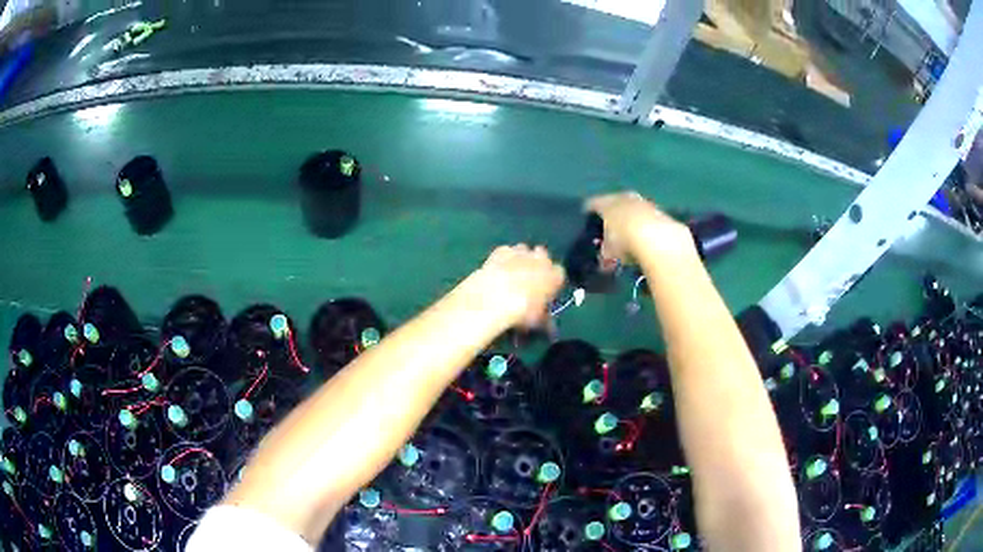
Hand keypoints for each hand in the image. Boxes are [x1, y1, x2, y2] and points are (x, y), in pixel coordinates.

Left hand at [460, 245, 565, 329]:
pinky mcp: (500, 251)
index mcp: (555, 275)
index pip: (560, 274)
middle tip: (528, 281)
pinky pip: (505, 251)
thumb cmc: (522, 312)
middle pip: (543, 256)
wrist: (494, 299)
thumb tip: (551, 329)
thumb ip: (546, 322)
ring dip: (520, 259)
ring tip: (511, 275)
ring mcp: (520, 252)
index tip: (545, 292)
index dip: (552, 282)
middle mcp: (541, 258)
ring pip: (524, 250)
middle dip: (537, 265)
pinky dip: (503, 259)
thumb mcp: (538, 322)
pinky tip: (497, 271)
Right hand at [585, 192, 694, 265]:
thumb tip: (603, 258)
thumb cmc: (625, 242)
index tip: (586, 224)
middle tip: (609, 232)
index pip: (592, 204)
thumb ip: (604, 252)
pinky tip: (646, 242)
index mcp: (606, 202)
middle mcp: (625, 197)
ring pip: (634, 211)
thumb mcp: (608, 252)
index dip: (588, 214)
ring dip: (631, 222)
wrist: (659, 239)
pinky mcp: (662, 213)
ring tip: (629, 239)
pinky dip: (646, 229)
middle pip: (615, 204)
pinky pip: (648, 221)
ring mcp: (645, 203)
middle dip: (612, 217)